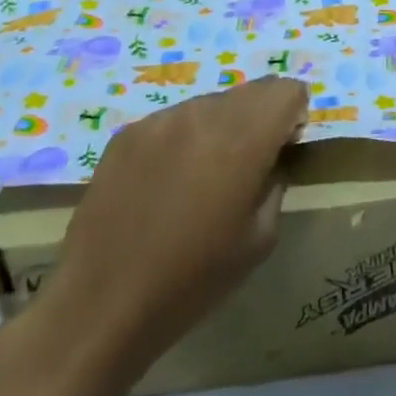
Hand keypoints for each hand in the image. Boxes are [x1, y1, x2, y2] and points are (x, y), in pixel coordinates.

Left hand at [37, 76, 306, 377]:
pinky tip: (164, 186)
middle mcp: (202, 113)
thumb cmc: (193, 279)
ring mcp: (160, 120)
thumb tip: (274, 157)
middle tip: (245, 167)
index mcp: (242, 137)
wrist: (102, 306)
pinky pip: (173, 121)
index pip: (286, 90)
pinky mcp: (127, 134)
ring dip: (220, 128)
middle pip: (251, 91)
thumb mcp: (260, 238)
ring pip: (210, 104)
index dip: (293, 116)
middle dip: (260, 119)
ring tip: (200, 179)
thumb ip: (276, 181)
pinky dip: (182, 141)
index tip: (282, 150)